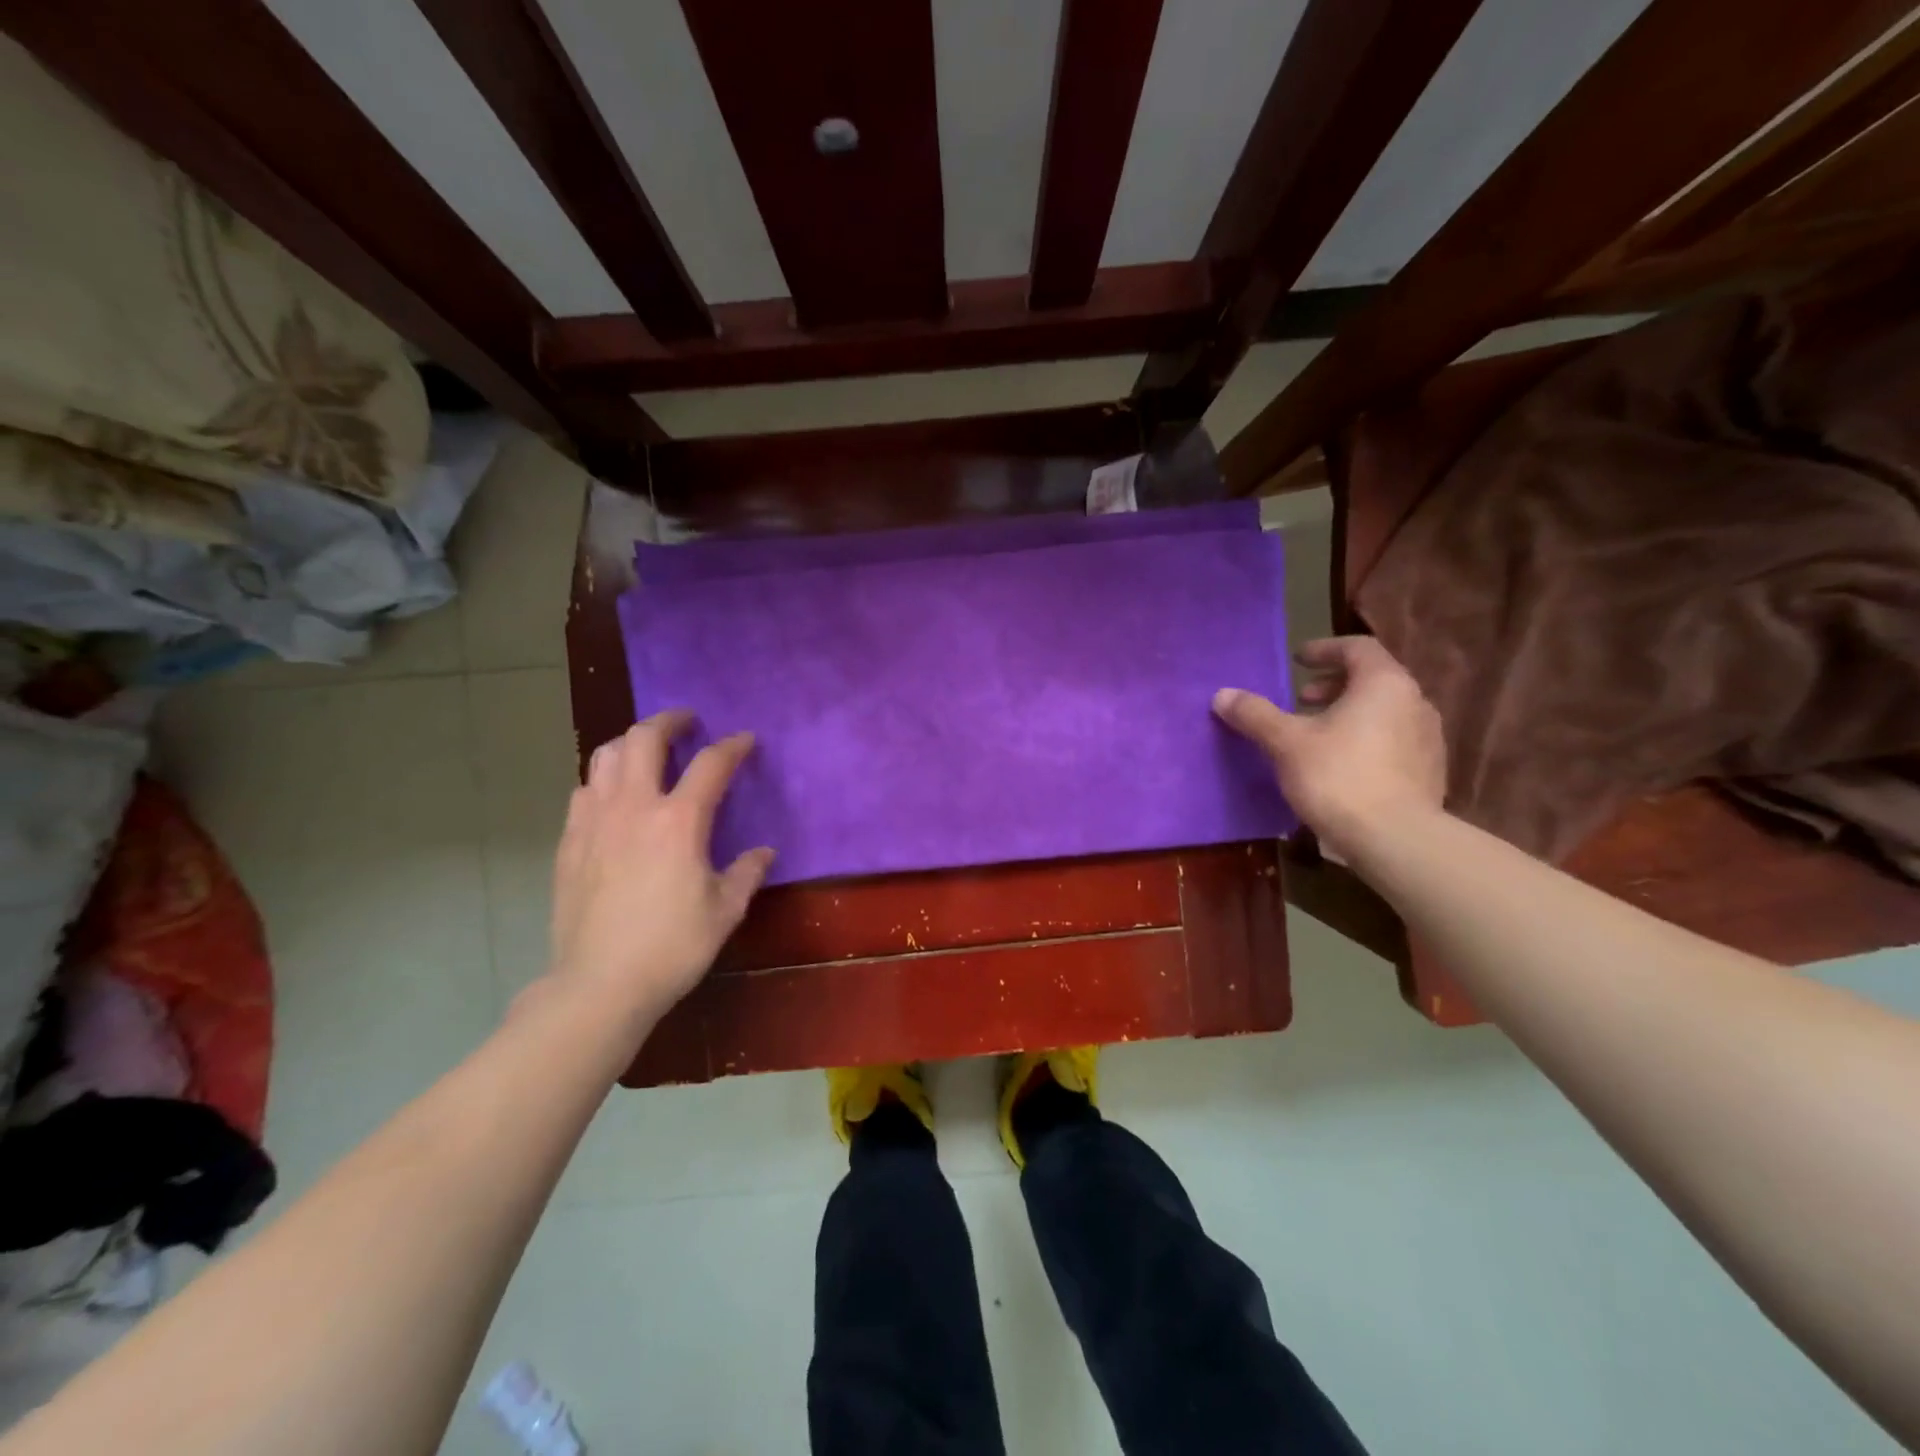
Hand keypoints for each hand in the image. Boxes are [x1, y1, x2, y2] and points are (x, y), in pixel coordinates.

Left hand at [543, 711, 774, 1030]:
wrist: (599, 983)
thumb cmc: (672, 946)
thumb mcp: (724, 911)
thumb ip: (747, 873)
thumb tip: (763, 852)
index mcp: (679, 821)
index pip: (711, 764)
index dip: (732, 746)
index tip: (745, 740)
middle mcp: (633, 807)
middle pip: (644, 739)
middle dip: (669, 721)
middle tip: (687, 722)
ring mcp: (594, 821)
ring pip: (605, 755)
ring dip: (630, 742)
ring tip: (647, 750)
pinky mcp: (569, 841)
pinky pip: (584, 790)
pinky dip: (604, 778)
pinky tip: (614, 796)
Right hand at [1213, 636, 1445, 862]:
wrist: (1395, 839)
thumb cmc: (1338, 777)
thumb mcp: (1286, 742)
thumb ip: (1255, 714)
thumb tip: (1222, 694)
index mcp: (1384, 683)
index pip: (1357, 648)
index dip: (1324, 650)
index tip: (1297, 661)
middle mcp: (1414, 702)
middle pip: (1372, 679)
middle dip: (1333, 685)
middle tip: (1301, 700)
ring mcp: (1428, 738)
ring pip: (1384, 711)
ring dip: (1348, 714)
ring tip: (1317, 734)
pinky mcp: (1429, 771)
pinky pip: (1393, 740)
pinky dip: (1365, 739)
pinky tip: (1341, 765)